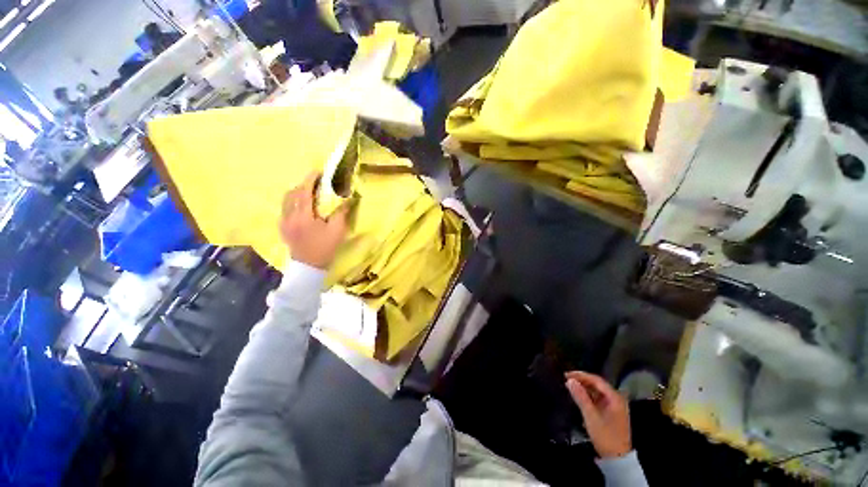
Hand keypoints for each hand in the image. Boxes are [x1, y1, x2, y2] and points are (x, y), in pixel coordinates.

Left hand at [279, 172, 349, 268]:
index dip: (310, 180)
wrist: (309, 266)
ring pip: (286, 200)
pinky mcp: (282, 227)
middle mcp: (289, 217)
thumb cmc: (325, 248)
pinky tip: (302, 206)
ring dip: (297, 193)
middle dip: (303, 185)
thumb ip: (341, 213)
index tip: (318, 172)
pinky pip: (285, 208)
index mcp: (303, 217)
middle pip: (292, 193)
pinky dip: (293, 202)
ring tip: (309, 193)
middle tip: (316, 183)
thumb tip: (348, 199)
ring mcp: (284, 222)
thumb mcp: (337, 231)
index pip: (304, 192)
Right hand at [565, 371, 630, 458]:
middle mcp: (617, 399)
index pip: (596, 380)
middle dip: (581, 381)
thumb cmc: (605, 436)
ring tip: (570, 387)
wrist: (617, 458)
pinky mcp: (611, 412)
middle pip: (597, 384)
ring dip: (584, 388)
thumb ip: (581, 397)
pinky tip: (579, 396)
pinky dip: (588, 396)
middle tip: (566, 379)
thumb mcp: (591, 416)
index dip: (581, 375)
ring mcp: (615, 406)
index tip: (567, 374)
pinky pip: (598, 398)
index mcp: (615, 398)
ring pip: (597, 391)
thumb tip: (570, 380)